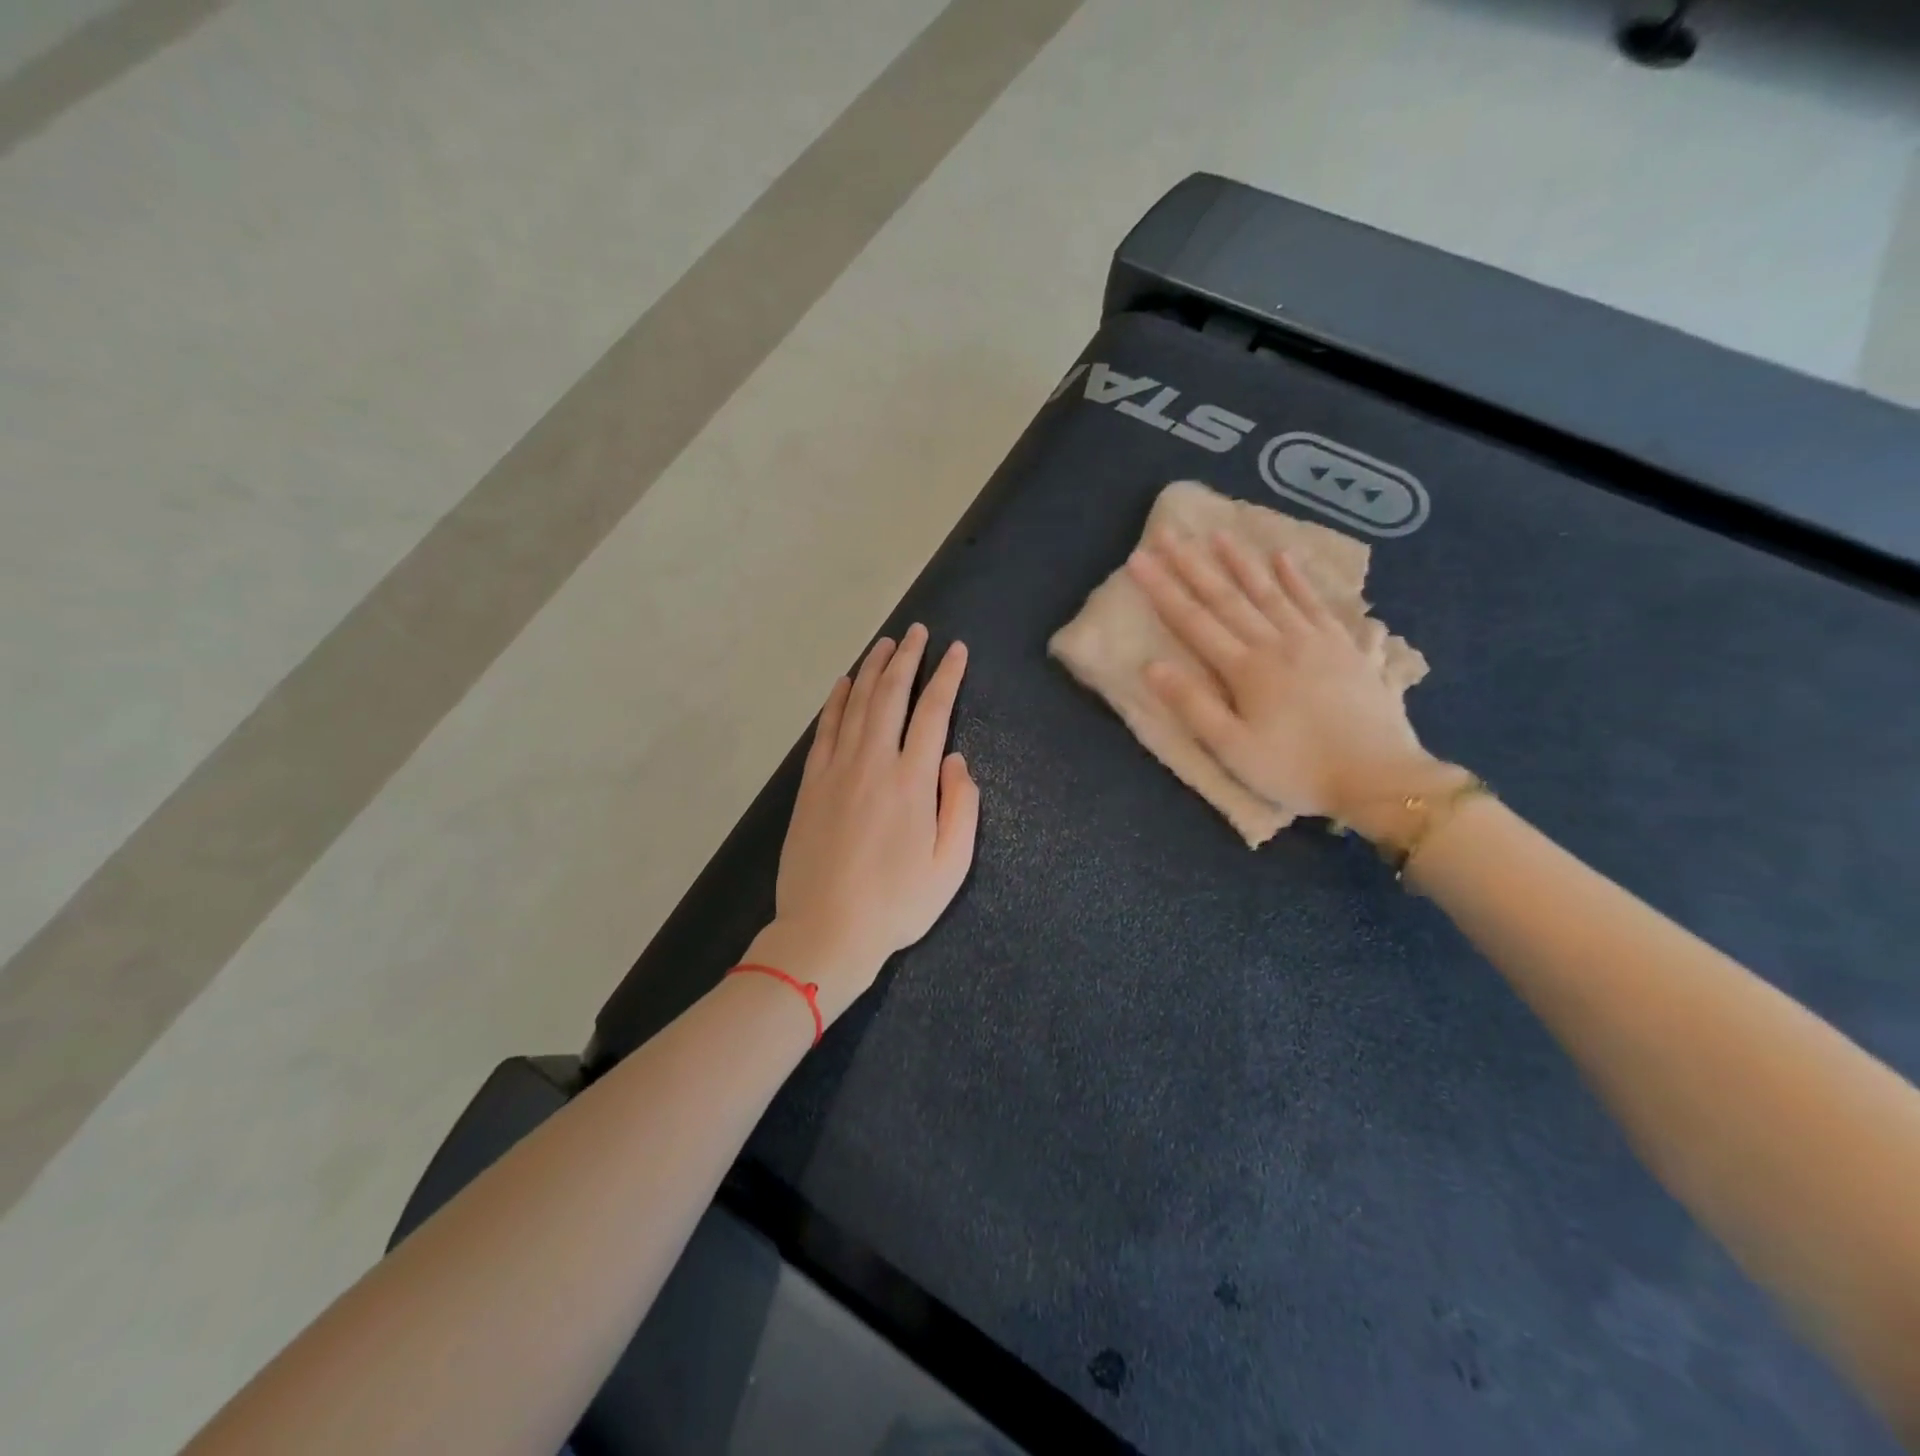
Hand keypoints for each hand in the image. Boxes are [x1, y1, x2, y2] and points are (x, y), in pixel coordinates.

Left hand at [746, 625, 978, 1022]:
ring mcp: (837, 770)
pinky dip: (837, 701)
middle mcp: (874, 763)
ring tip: (885, 643)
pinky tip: (845, 684)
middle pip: (891, 696)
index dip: (946, 677)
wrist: (826, 930)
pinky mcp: (811, 784)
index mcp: (913, 781)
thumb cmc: (897, 904)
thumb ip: (961, 807)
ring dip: (873, 669)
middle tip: (918, 632)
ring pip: (857, 704)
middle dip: (908, 658)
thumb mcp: (951, 865)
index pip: (934, 713)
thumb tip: (957, 760)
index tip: (956, 651)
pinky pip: (825, 729)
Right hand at [1126, 530, 1445, 828]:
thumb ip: (1193, 705)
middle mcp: (1277, 643)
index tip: (1139, 558)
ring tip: (1219, 534)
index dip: (1163, 589)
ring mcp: (1314, 640)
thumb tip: (1152, 666)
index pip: (1194, 621)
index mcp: (1246, 669)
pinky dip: (1298, 579)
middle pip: (1227, 597)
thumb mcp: (1233, 749)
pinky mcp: (1344, 647)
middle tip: (1170, 533)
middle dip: (1193, 564)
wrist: (1378, 777)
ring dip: (1242, 562)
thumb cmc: (1296, 770)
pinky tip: (1285, 558)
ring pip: (1270, 591)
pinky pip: (1316, 603)